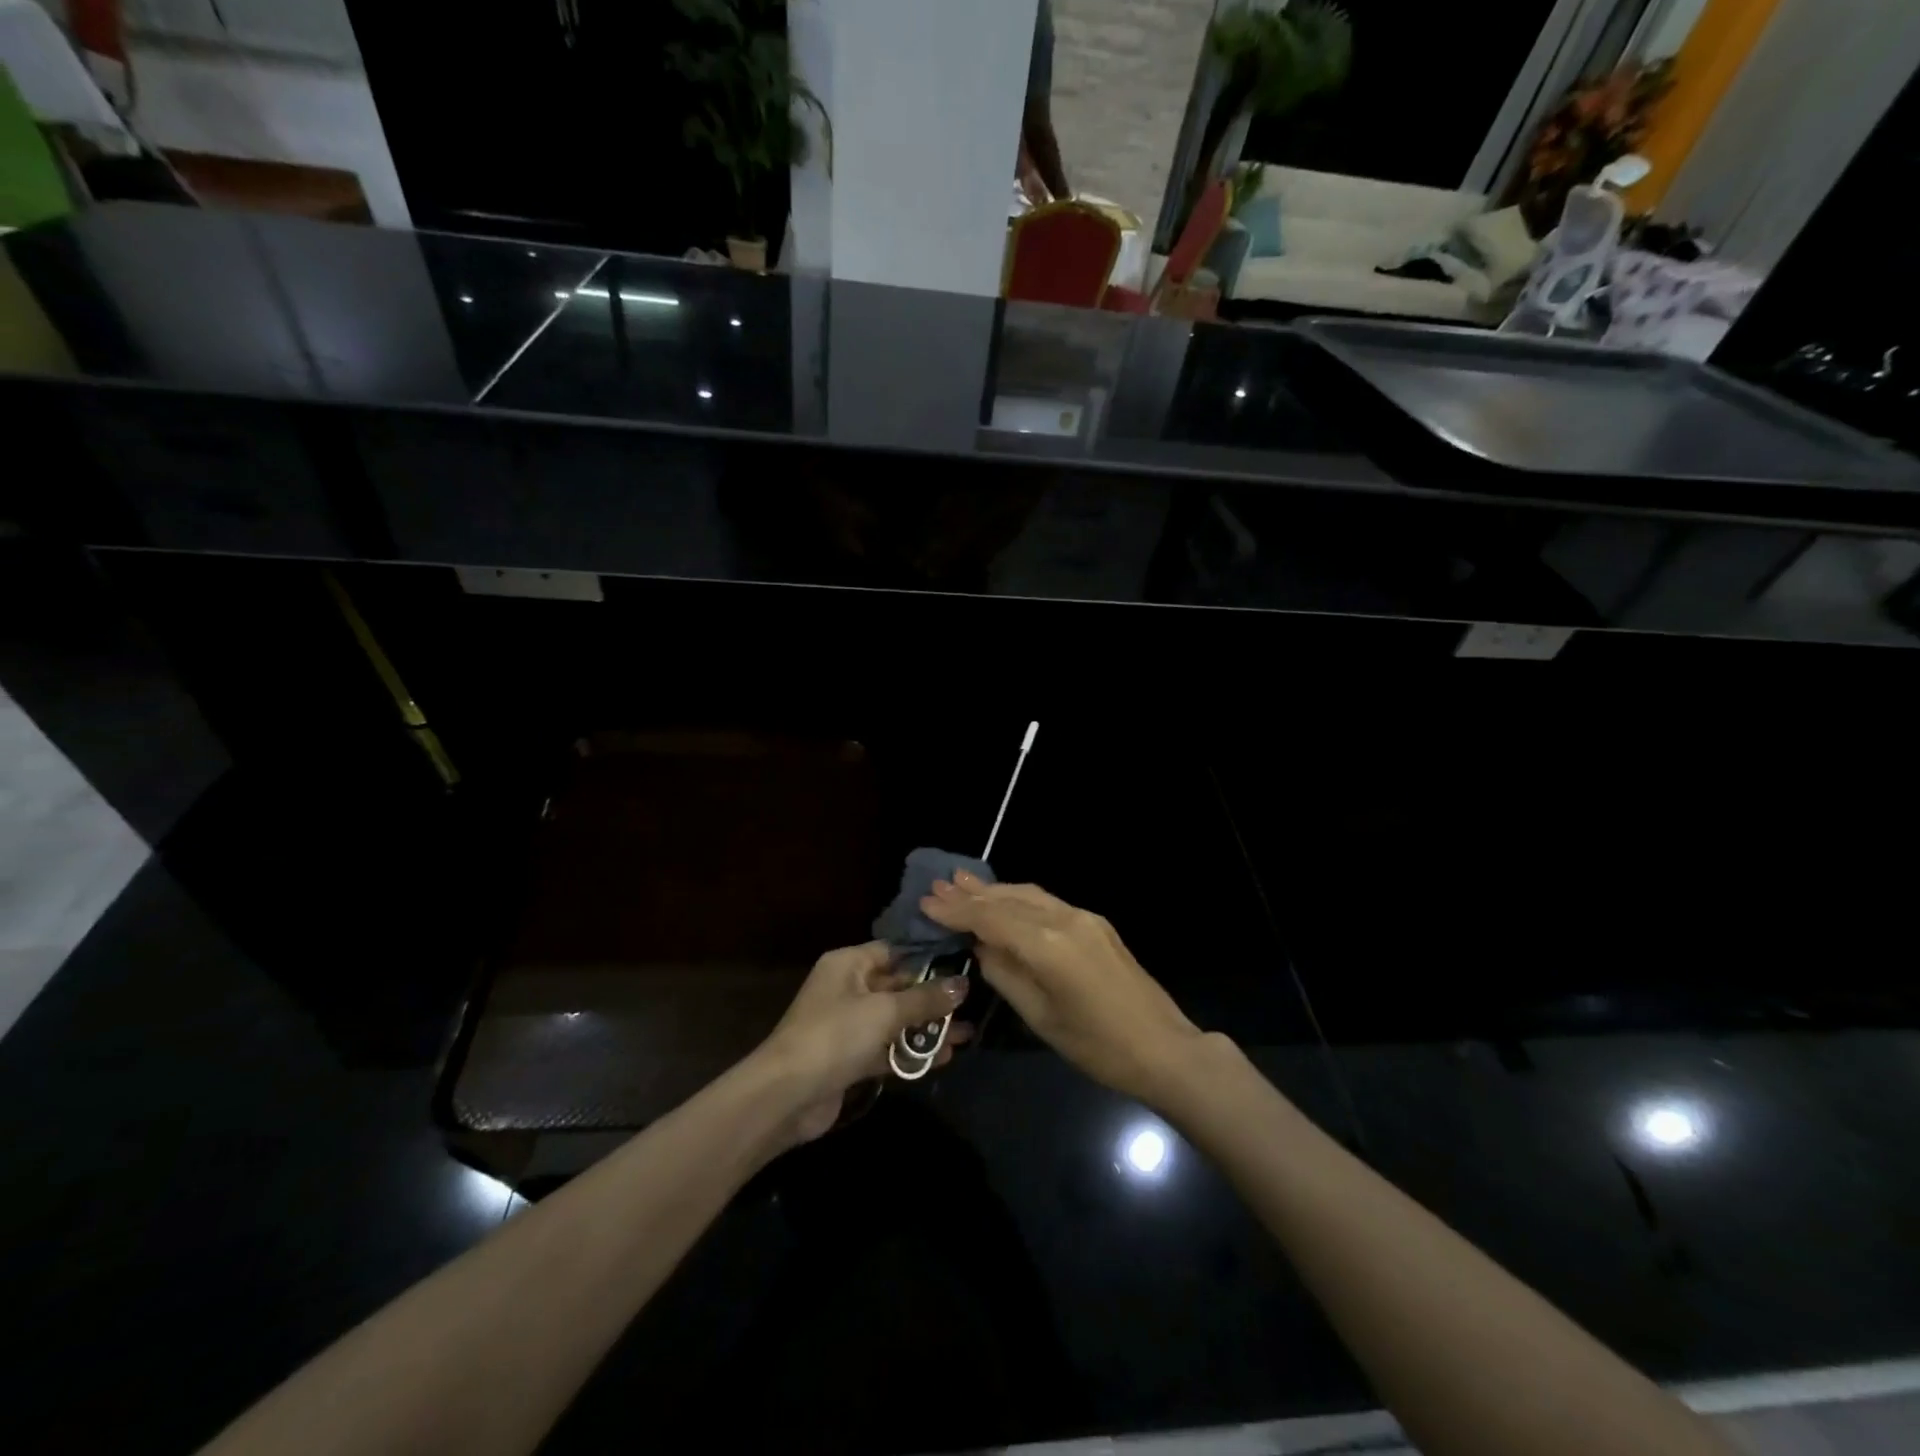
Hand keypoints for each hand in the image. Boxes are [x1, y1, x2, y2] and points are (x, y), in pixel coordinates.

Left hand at [755, 941, 971, 1143]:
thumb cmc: (835, 1036)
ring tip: (967, 1034)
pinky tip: (944, 1057)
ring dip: (927, 1028)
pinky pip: (888, 1048)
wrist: (786, 1096)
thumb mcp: (885, 1011)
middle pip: (897, 986)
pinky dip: (912, 1052)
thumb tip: (963, 984)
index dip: (926, 958)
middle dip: (932, 997)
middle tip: (971, 1003)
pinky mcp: (850, 1059)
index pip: (893, 951)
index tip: (961, 964)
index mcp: (849, 964)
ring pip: (895, 1020)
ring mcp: (848, 1025)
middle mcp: (848, 988)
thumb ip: (925, 999)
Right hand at [922, 873, 1201, 1104]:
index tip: (926, 902)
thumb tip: (981, 946)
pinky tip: (1004, 899)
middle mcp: (1065, 919)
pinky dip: (1019, 899)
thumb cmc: (1096, 1046)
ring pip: (1029, 895)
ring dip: (995, 890)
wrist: (1164, 1048)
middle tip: (938, 884)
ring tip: (962, 883)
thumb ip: (1005, 974)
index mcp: (1048, 945)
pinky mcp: (1096, 924)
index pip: (991, 918)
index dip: (957, 910)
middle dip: (971, 893)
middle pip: (1009, 899)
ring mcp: (1084, 917)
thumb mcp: (1040, 1017)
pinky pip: (1047, 903)